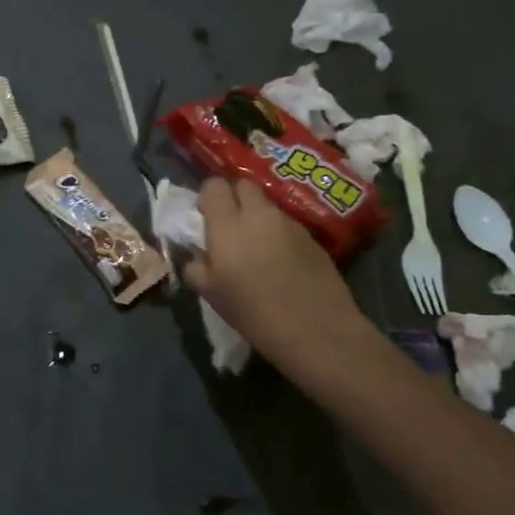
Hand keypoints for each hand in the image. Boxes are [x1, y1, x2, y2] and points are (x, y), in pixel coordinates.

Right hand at [184, 177, 379, 388]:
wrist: (317, 329)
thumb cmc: (255, 313)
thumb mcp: (212, 295)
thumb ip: (197, 268)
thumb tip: (196, 257)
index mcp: (227, 225)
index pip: (214, 185)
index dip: (208, 196)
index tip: (207, 217)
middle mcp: (258, 214)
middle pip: (244, 185)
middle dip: (235, 197)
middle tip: (232, 225)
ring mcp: (288, 222)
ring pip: (267, 205)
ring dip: (258, 217)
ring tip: (259, 247)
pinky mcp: (311, 236)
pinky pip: (287, 223)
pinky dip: (279, 233)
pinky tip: (283, 261)